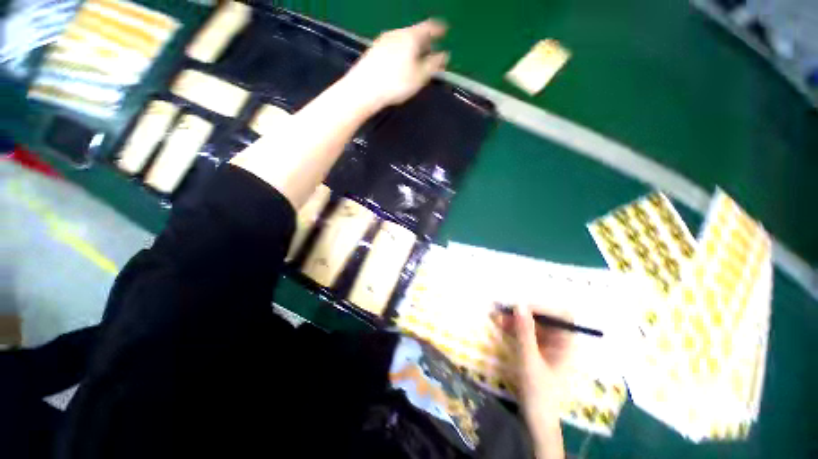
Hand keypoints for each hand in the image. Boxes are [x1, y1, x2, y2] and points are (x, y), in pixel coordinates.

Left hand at [345, 19, 449, 109]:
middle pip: (414, 33)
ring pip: (402, 40)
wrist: (363, 89)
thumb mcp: (419, 77)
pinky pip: (393, 47)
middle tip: (431, 50)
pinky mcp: (373, 51)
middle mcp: (396, 33)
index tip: (444, 31)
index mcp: (410, 37)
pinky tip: (400, 64)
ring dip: (412, 47)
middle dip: (424, 41)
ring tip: (416, 59)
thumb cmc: (395, 83)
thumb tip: (444, 56)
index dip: (438, 29)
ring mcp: (383, 41)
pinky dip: (401, 52)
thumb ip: (433, 65)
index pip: (428, 27)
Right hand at [493, 304, 572, 458]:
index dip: (542, 308)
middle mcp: (560, 343)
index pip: (560, 316)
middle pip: (543, 319)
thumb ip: (524, 331)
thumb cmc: (539, 392)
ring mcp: (549, 347)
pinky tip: (500, 326)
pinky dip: (514, 329)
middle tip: (501, 310)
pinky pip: (526, 334)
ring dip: (514, 320)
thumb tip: (519, 304)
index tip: (520, 307)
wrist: (537, 420)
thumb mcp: (530, 360)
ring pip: (532, 326)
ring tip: (495, 316)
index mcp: (568, 345)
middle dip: (521, 314)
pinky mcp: (538, 352)